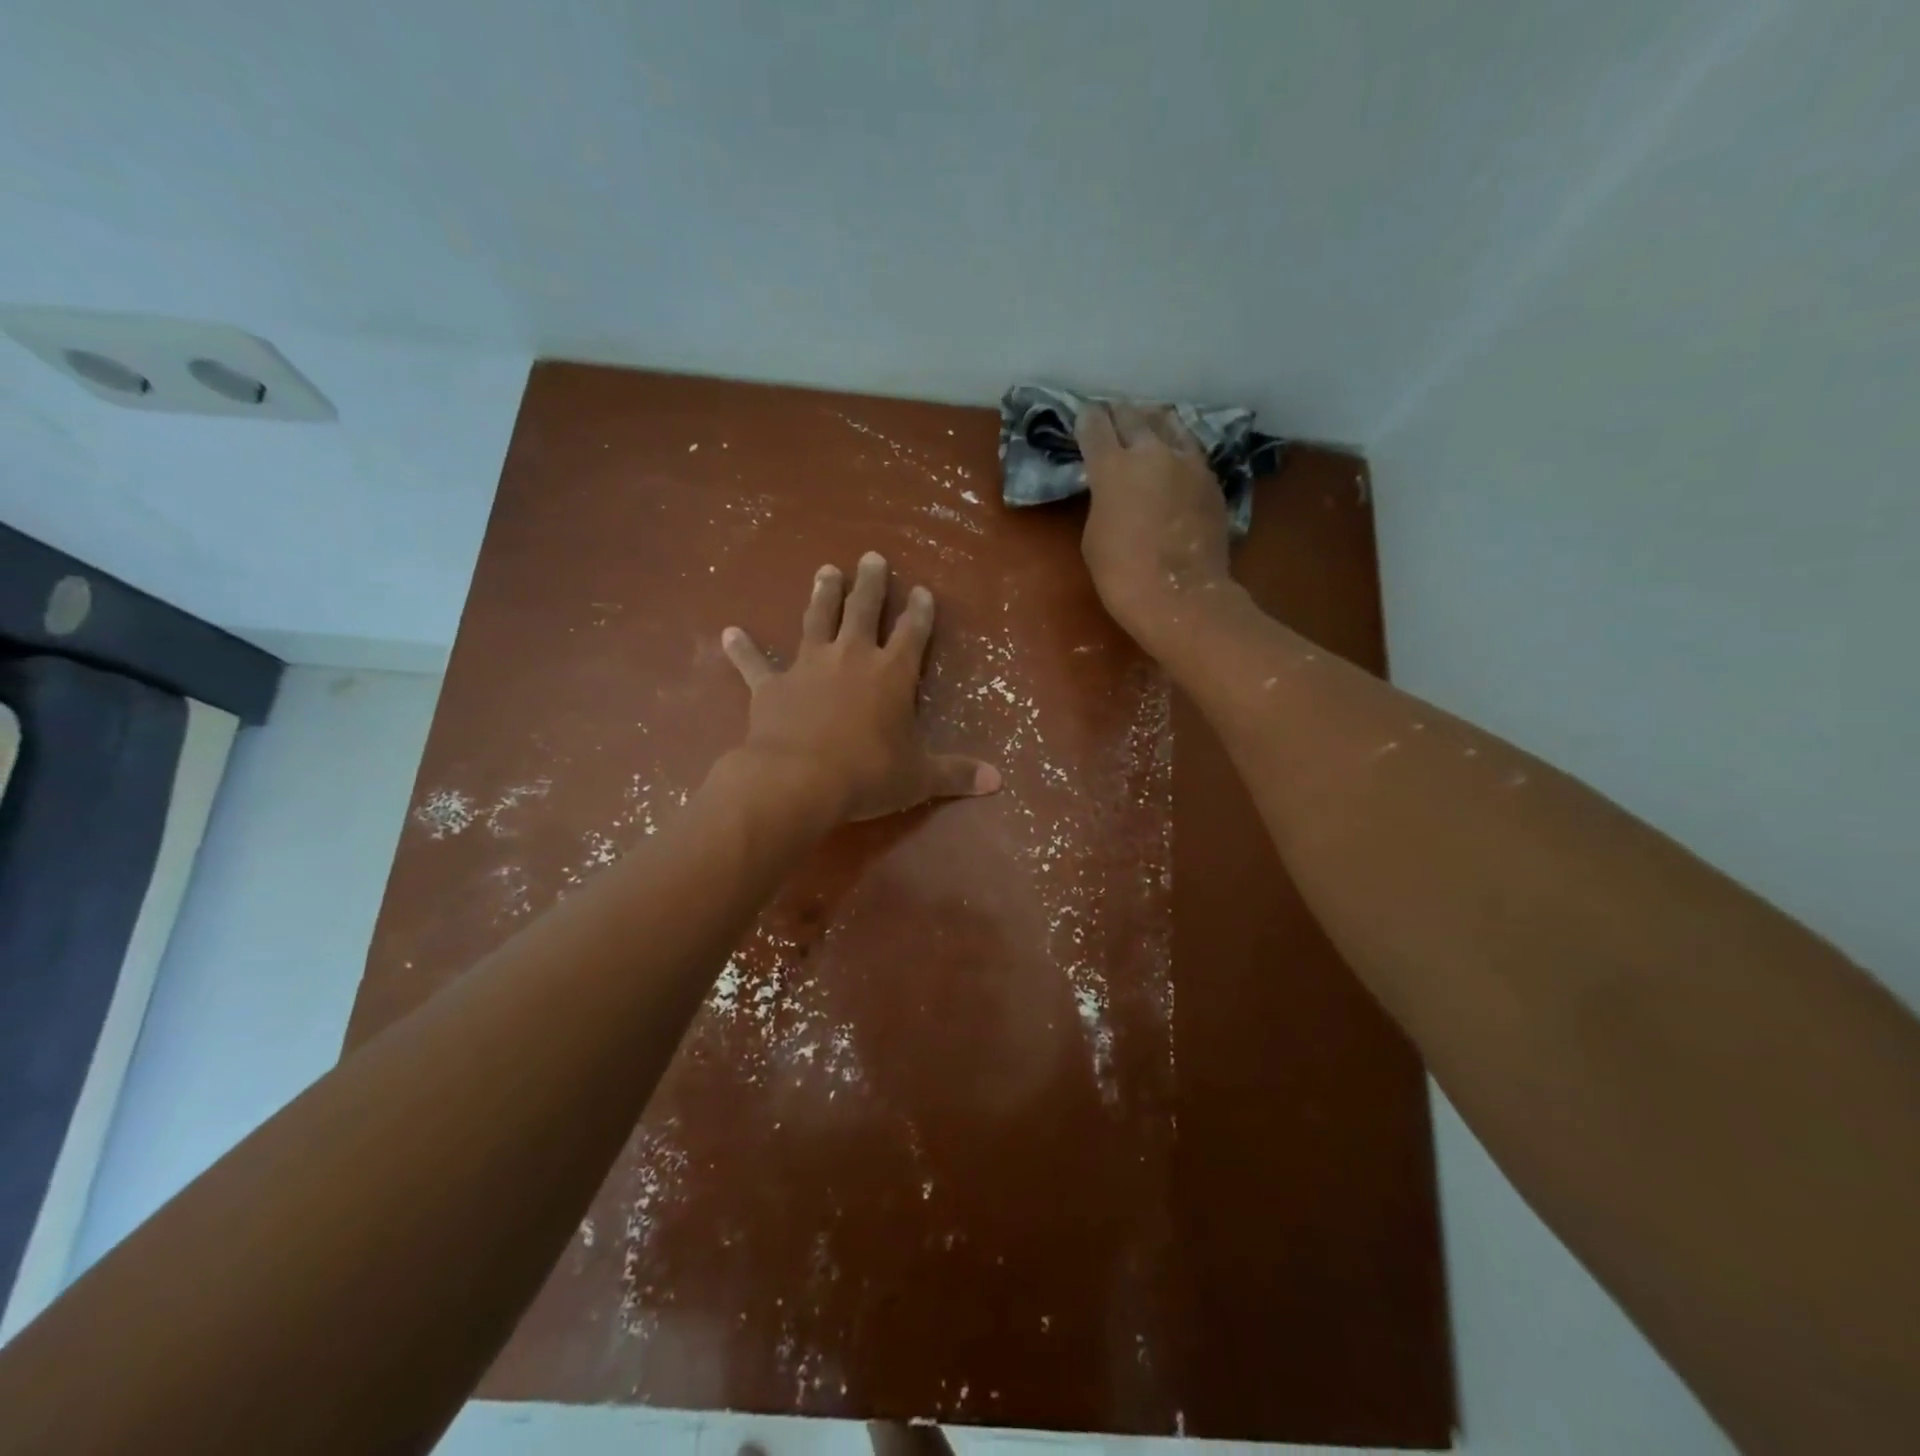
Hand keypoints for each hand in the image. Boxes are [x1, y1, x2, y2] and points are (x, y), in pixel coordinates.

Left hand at [720, 552, 1001, 822]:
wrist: (798, 780)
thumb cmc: (867, 774)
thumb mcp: (919, 777)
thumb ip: (957, 774)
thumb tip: (998, 781)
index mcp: (892, 673)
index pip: (912, 632)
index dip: (919, 611)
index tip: (921, 591)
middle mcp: (851, 657)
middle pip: (863, 610)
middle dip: (870, 583)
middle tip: (871, 557)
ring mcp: (808, 666)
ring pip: (817, 619)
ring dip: (822, 594)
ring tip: (825, 570)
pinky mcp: (771, 685)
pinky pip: (754, 663)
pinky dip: (742, 649)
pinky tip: (729, 633)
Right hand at [1075, 402, 1234, 646]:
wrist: (1180, 597)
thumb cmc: (1122, 574)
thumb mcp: (1094, 535)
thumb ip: (1102, 500)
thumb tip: (1114, 489)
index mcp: (1113, 467)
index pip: (1095, 426)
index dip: (1087, 419)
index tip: (1084, 417)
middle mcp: (1152, 452)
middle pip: (1133, 415)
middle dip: (1119, 413)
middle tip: (1112, 413)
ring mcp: (1188, 463)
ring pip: (1170, 423)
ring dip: (1153, 420)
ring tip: (1147, 421)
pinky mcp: (1211, 479)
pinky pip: (1191, 449)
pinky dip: (1177, 445)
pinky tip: (1174, 453)